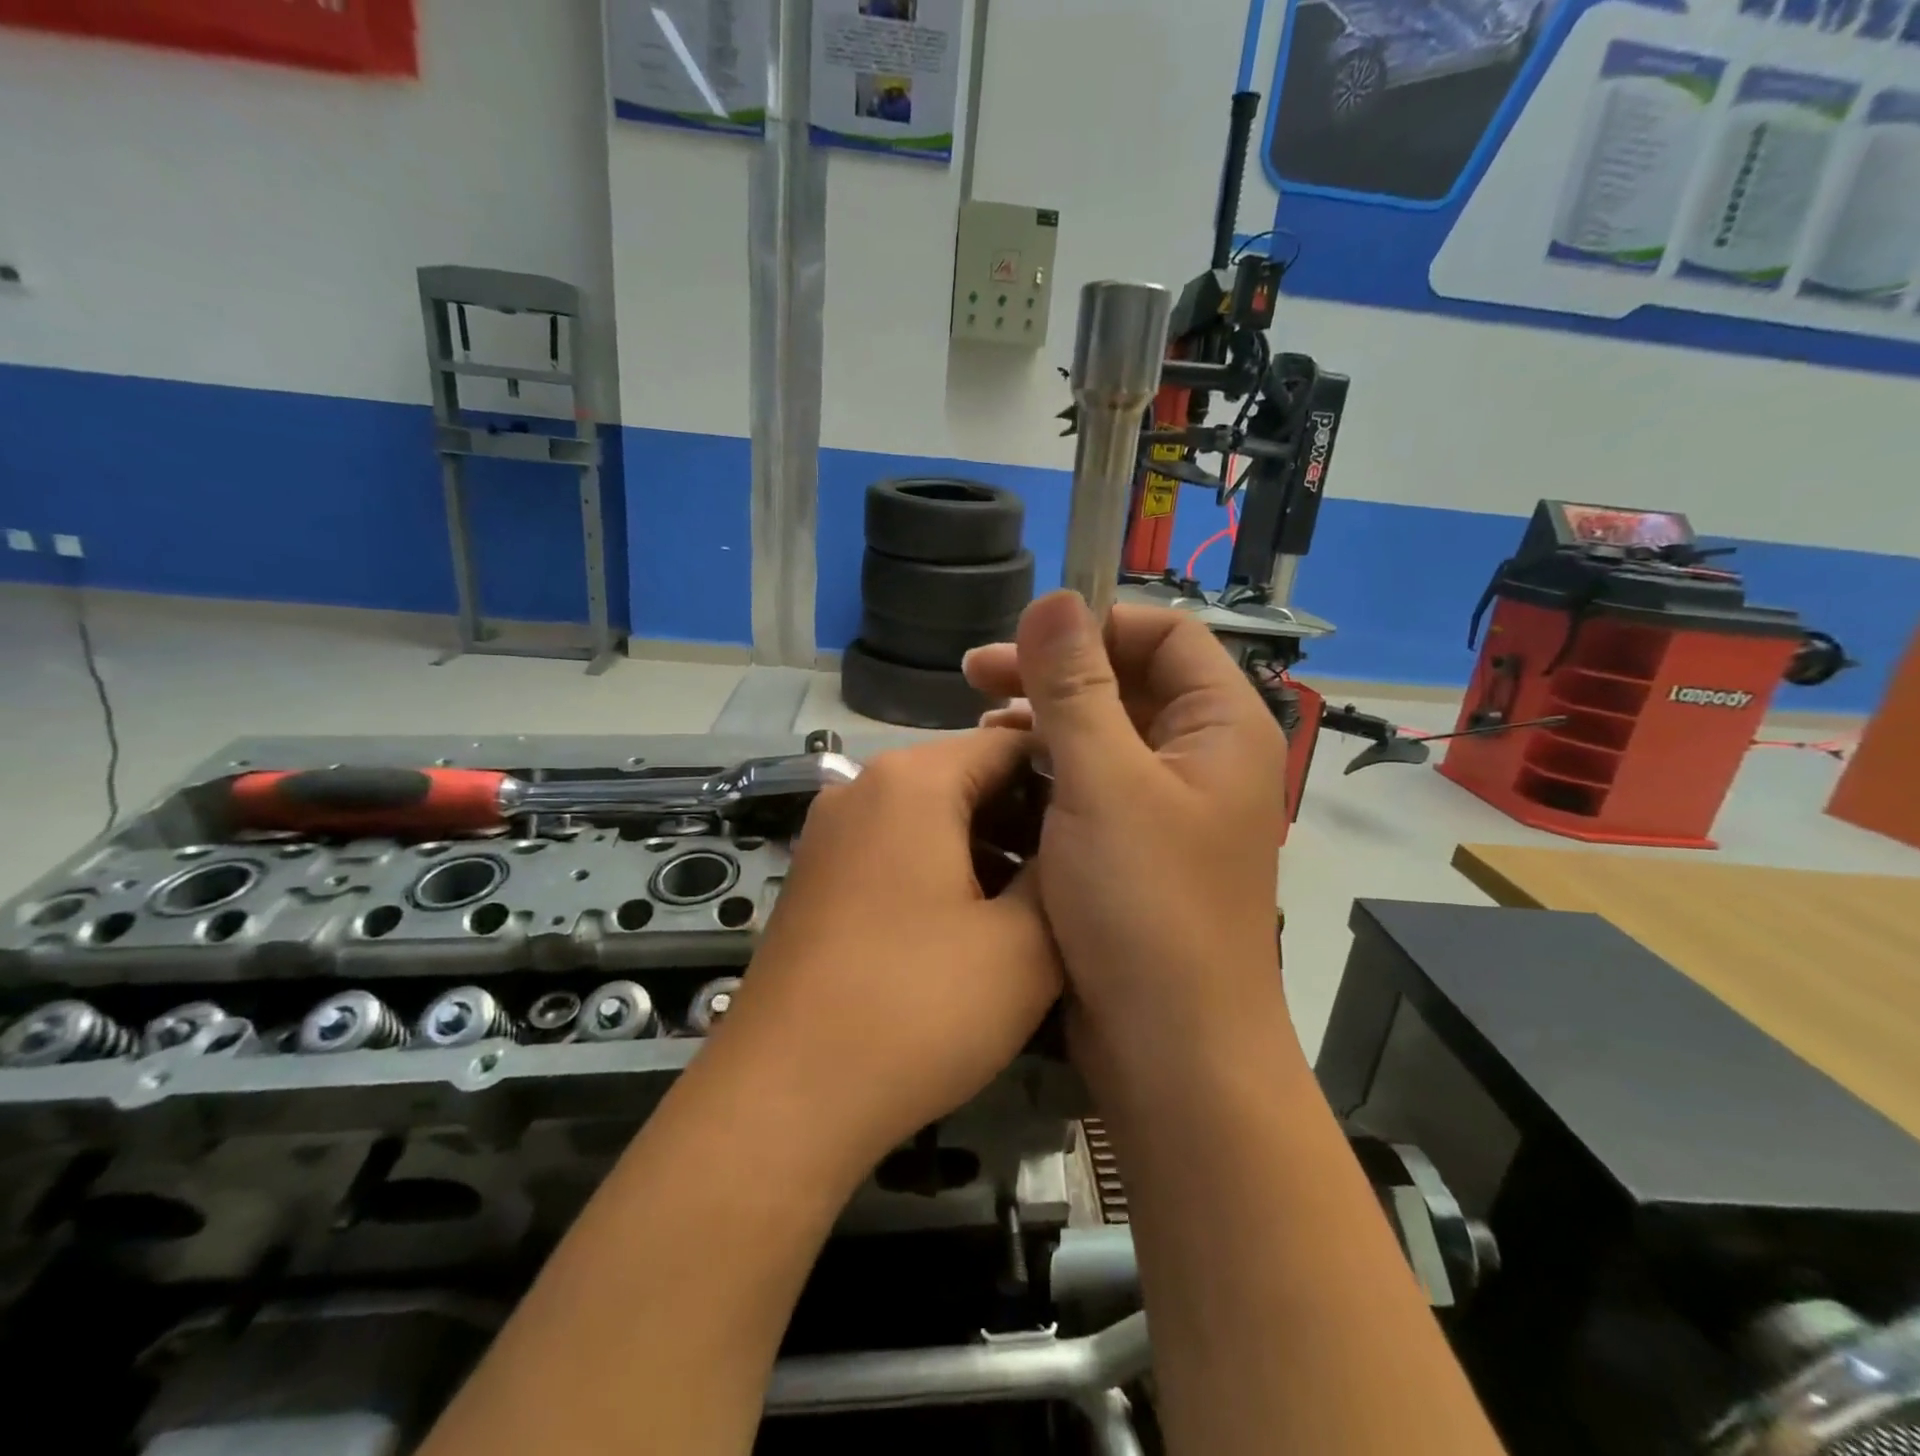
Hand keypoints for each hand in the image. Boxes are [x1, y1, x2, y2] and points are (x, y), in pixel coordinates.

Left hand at [701, 729, 1063, 1169]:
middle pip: (967, 778)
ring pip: (931, 819)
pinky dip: (942, 873)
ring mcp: (831, 834)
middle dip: (1026, 821)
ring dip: (987, 852)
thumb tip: (1073, 843)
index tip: (1107, 826)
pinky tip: (973, 929)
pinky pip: (896, 852)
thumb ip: (1060, 876)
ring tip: (1033, 910)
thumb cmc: (916, 1008)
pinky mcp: (817, 878)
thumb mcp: (1023, 946)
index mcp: (912, 780)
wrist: (782, 1098)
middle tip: (1076, 877)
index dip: (1066, 778)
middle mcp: (862, 788)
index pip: (1009, 743)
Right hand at [962, 593, 1288, 1065]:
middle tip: (974, 677)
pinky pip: (1092, 785)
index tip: (1022, 643)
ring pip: (1104, 735)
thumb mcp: (1102, 783)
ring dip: (1044, 723)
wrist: (1173, 1053)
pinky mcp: (1136, 848)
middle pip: (1129, 683)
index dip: (1094, 626)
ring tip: (982, 730)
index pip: (1164, 634)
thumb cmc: (1146, 907)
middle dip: (1053, 674)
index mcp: (1221, 728)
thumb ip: (1075, 687)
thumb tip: (1053, 598)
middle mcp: (1202, 759)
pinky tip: (1003, 780)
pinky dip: (1049, 773)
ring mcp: (1169, 807)